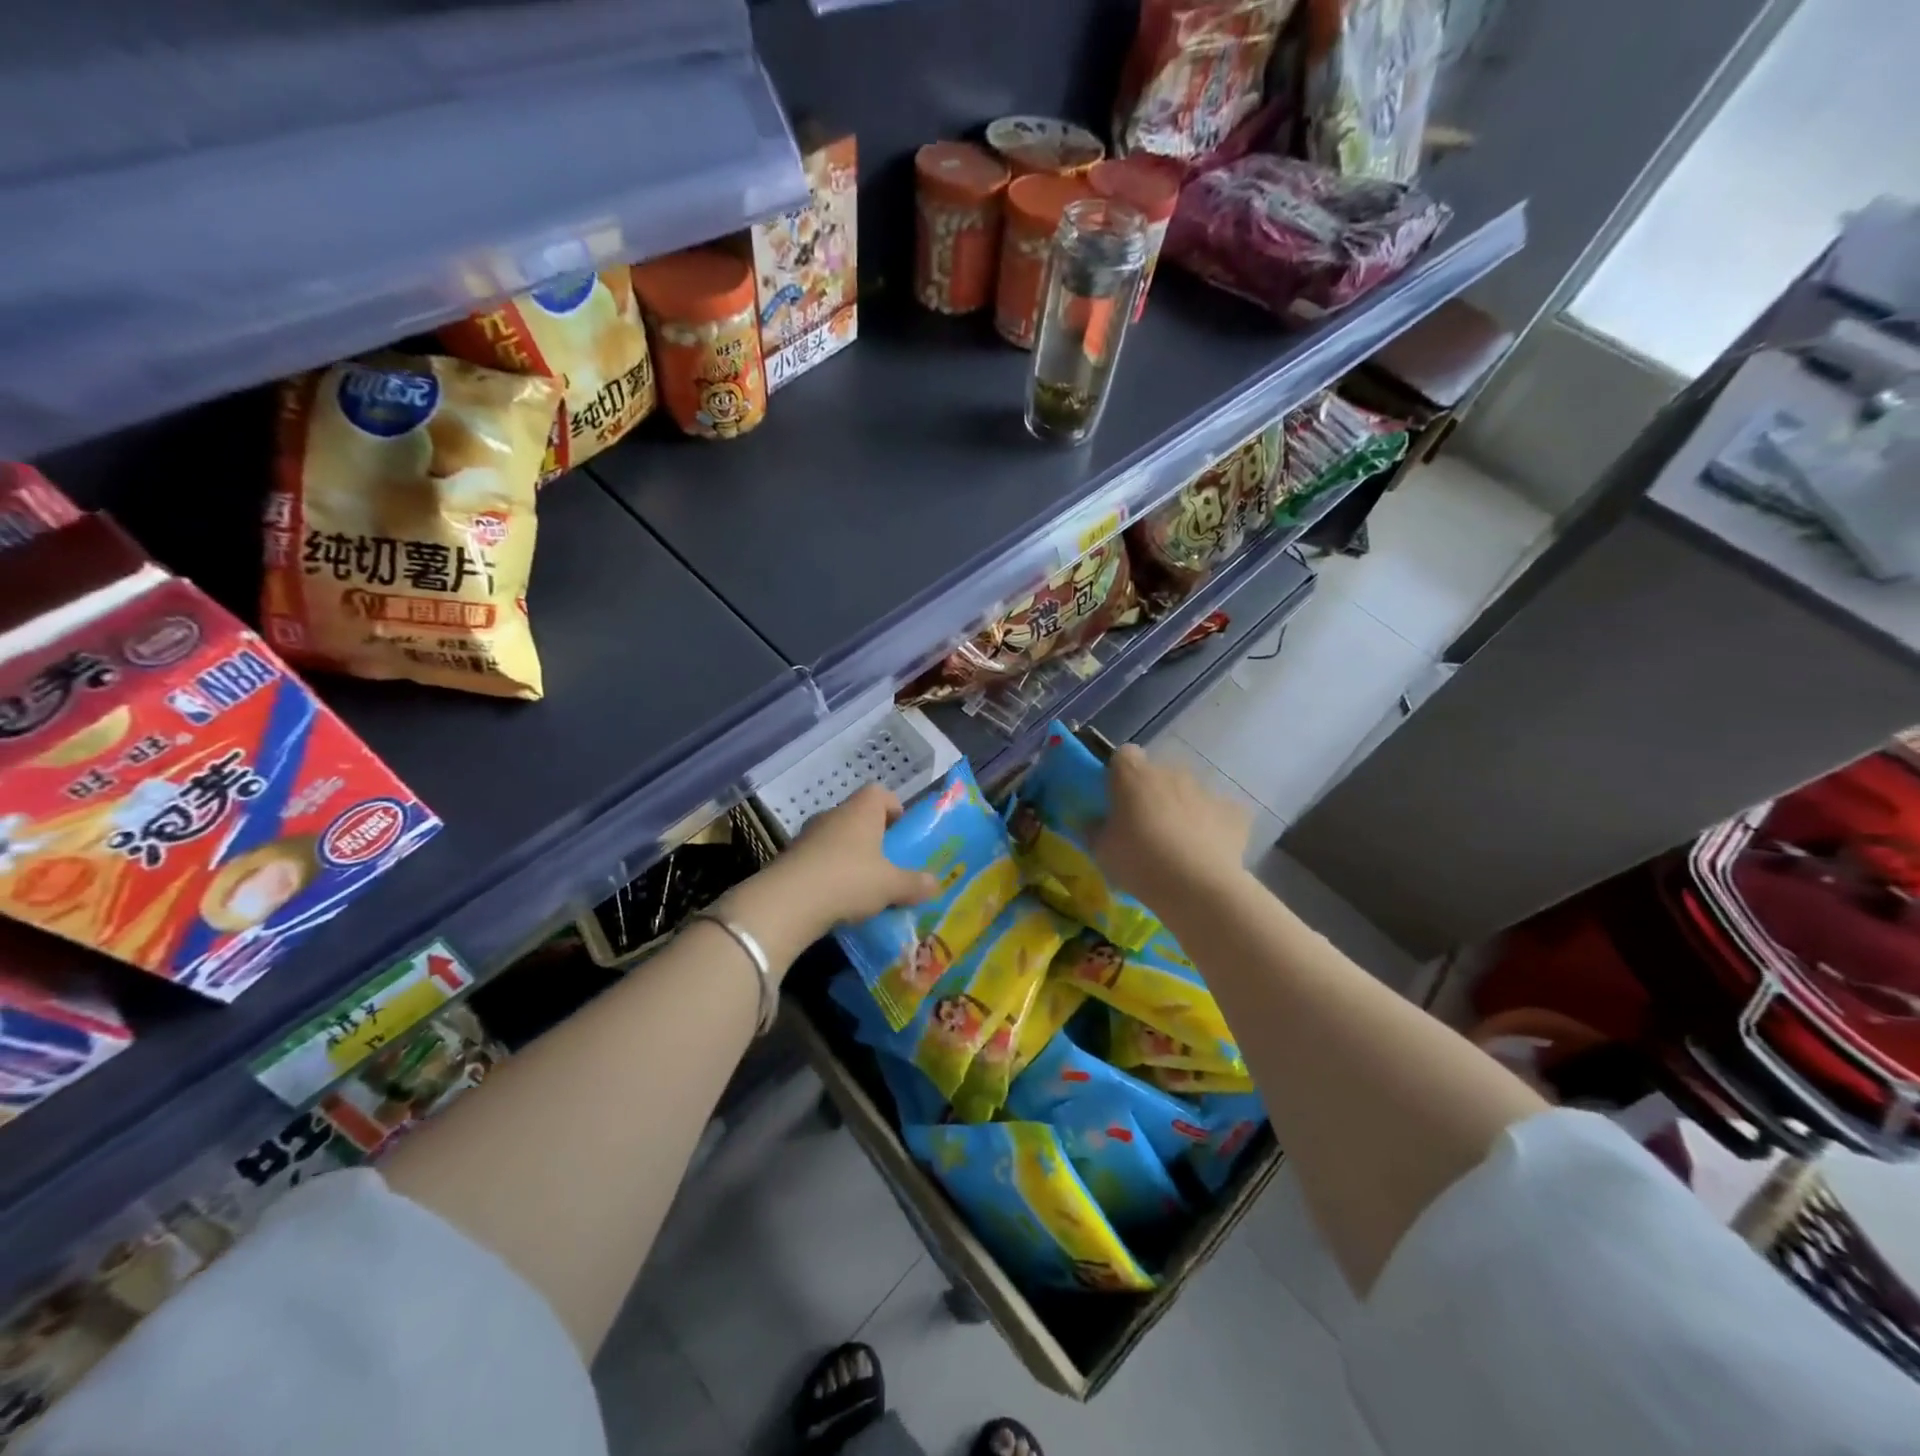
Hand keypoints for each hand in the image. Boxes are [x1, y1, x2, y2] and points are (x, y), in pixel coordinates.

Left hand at [774, 784, 940, 936]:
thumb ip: (914, 883)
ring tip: (863, 886)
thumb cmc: (849, 880)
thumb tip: (936, 883)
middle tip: (888, 864)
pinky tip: (837, 899)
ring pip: (837, 839)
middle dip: (874, 837)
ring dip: (850, 856)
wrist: (787, 903)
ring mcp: (808, 835)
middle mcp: (833, 815)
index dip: (894, 808)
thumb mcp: (891, 885)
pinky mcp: (790, 858)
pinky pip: (818, 859)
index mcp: (861, 810)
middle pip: (858, 817)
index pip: (880, 793)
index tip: (902, 833)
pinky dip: (829, 873)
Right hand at [1091, 745, 1250, 909]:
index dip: (1119, 774)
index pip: (1123, 755)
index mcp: (1134, 776)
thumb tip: (1095, 822)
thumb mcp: (1101, 850)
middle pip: (1158, 774)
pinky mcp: (1234, 812)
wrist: (1198, 887)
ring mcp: (1206, 790)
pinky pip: (1219, 812)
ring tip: (1178, 844)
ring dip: (1181, 808)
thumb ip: (1095, 829)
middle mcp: (1171, 773)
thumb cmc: (1139, 862)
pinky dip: (1213, 825)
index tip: (1116, 798)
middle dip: (1151, 793)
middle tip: (1144, 826)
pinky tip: (1207, 850)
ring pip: (1189, 792)